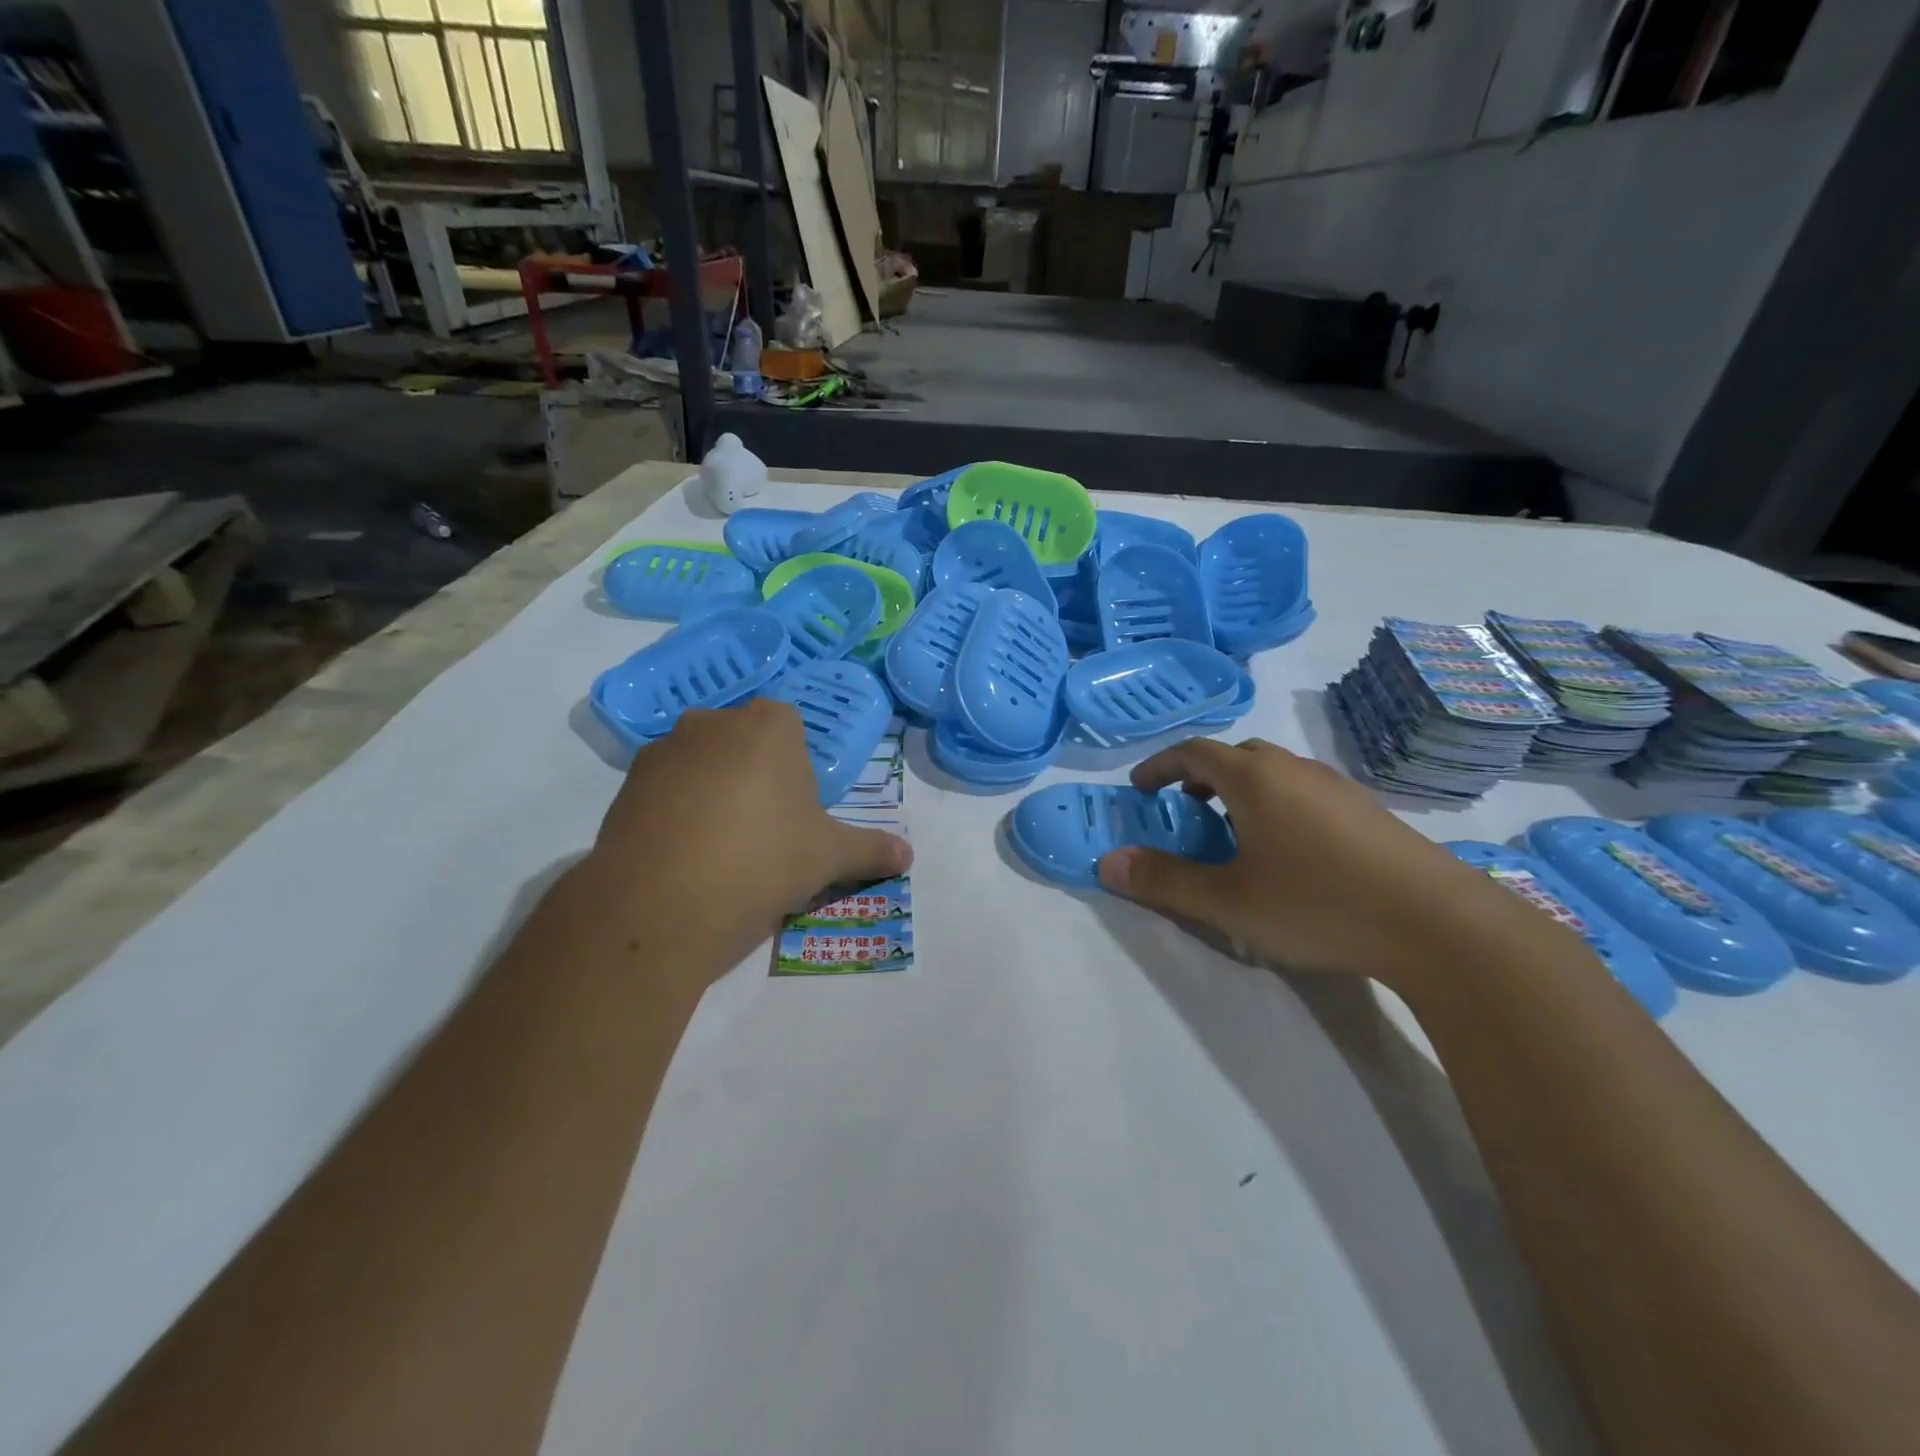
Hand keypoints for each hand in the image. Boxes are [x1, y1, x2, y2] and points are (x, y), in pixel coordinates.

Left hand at [582, 699, 910, 972]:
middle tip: (762, 833)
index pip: (791, 731)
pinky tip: (681, 855)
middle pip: (745, 743)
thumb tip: (909, 858)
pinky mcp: (625, 783)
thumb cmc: (763, 860)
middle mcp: (714, 721)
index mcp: (769, 725)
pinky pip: (664, 789)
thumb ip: (871, 850)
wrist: (663, 902)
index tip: (795, 814)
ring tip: (718, 849)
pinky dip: (675, 811)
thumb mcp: (829, 857)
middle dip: (754, 776)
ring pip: (702, 763)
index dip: (797, 773)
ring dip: (712, 791)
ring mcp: (663, 749)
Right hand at [1097, 738, 1528, 983]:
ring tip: (1234, 830)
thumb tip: (1107, 863)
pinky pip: (1306, 791)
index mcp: (1255, 779)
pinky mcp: (1368, 811)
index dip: (1160, 765)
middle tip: (1186, 806)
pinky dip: (1277, 803)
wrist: (1438, 925)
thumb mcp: (1228, 901)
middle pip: (1238, 755)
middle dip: (1202, 774)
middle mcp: (1295, 770)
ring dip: (1242, 789)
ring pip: (1276, 772)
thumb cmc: (1319, 904)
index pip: (1194, 752)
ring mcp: (1338, 787)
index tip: (1141, 789)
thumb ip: (1165, 881)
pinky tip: (1289, 851)